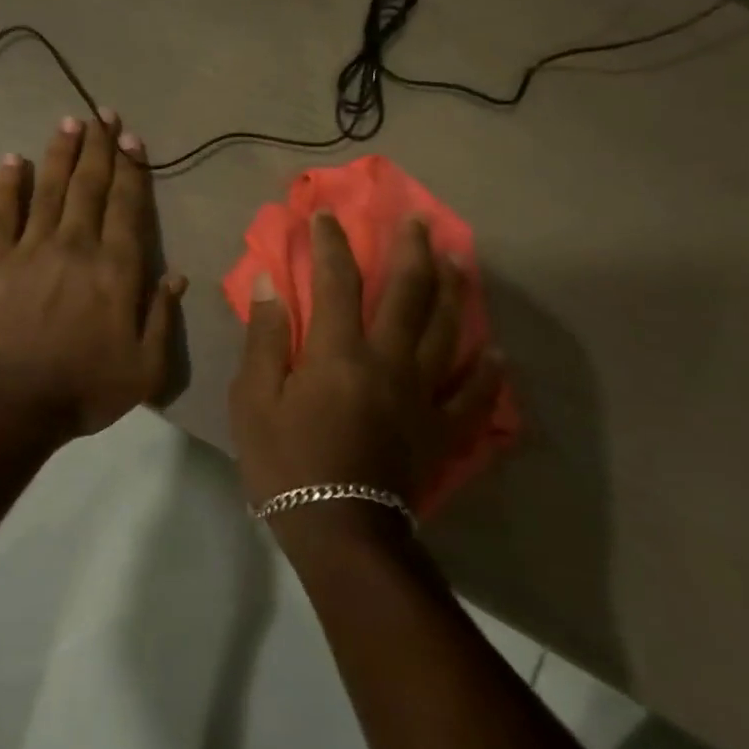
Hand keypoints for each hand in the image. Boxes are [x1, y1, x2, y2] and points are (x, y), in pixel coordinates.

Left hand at [0, 111, 187, 440]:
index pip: (127, 206)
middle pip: (90, 186)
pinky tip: (11, 159)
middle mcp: (77, 245)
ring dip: (60, 153)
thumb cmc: (85, 387)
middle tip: (102, 114)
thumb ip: (161, 316)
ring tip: (68, 122)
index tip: (131, 138)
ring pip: (49, 189)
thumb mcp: (145, 367)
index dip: (131, 169)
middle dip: (98, 147)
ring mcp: (32, 248)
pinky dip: (6, 184)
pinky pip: (0, 212)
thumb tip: (175, 274)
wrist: (14, 401)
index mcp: (116, 269)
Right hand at [229, 210, 501, 513]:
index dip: (330, 243)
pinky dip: (487, 372)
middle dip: (411, 249)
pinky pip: (473, 395)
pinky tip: (495, 353)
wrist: (339, 532)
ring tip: (457, 259)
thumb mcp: (253, 399)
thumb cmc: (286, 463)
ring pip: (446, 330)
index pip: (336, 280)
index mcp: (339, 352)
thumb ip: (265, 337)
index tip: (325, 216)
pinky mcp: (442, 429)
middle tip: (417, 219)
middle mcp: (388, 360)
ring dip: (453, 289)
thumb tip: (271, 283)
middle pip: (407, 293)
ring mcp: (423, 394)